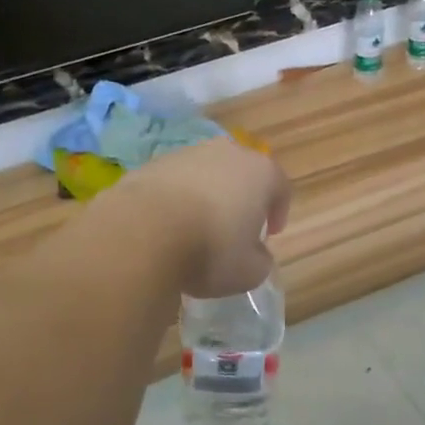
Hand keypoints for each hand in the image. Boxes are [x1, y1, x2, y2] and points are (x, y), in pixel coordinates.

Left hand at [108, 138, 292, 296]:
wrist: (143, 231)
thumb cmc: (210, 249)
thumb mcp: (249, 271)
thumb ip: (260, 260)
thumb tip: (255, 253)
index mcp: (260, 172)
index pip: (280, 187)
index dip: (278, 211)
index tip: (270, 234)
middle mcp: (226, 152)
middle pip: (242, 173)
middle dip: (241, 198)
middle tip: (235, 228)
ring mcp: (187, 153)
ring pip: (206, 174)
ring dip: (207, 196)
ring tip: (197, 228)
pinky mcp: (153, 163)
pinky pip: (175, 181)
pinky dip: (177, 198)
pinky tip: (168, 224)